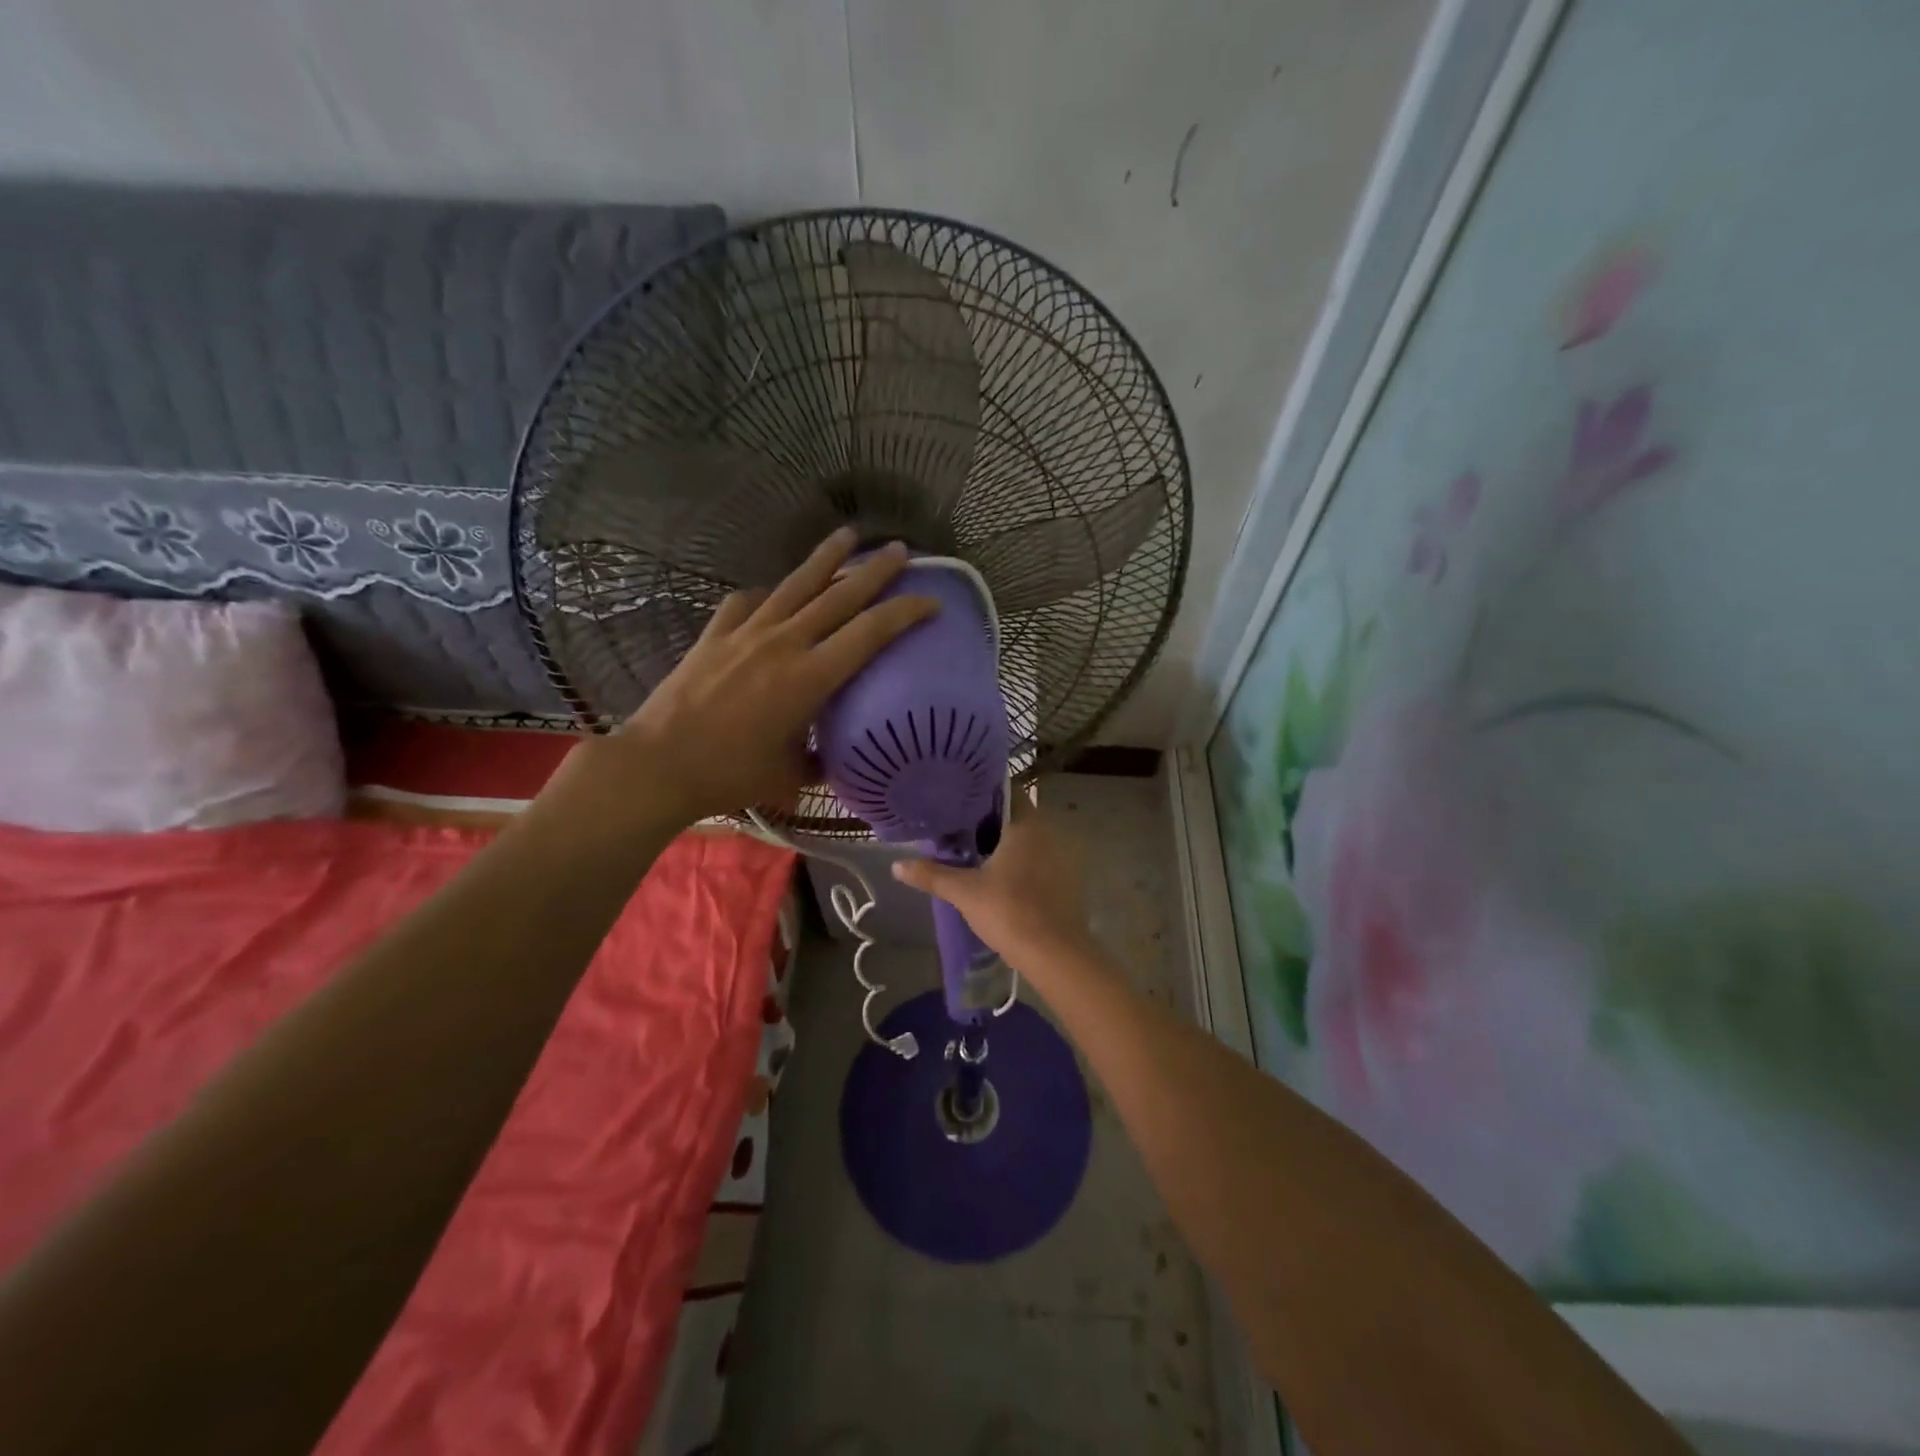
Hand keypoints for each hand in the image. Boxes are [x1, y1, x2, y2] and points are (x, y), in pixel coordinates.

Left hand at [546, 530, 937, 832]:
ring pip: (795, 585)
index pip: (870, 633)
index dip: (905, 613)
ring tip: (848, 535)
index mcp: (811, 678)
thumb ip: (817, 761)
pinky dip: (766, 595)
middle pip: (839, 596)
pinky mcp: (715, 634)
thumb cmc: (730, 773)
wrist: (659, 764)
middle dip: (875, 571)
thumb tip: (831, 758)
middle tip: (900, 550)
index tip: (930, 601)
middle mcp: (784, 643)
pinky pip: (747, 602)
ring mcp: (747, 633)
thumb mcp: (789, 775)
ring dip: (826, 559)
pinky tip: (770, 593)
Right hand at [891, 804, 1095, 974]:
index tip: (958, 801)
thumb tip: (896, 865)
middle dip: (989, 823)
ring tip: (974, 854)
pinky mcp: (1067, 881)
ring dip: (1005, 845)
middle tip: (958, 830)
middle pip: (1016, 816)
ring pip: (1029, 841)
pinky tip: (1000, 880)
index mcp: (1027, 824)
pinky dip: (1021, 864)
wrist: (1056, 954)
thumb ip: (931, 874)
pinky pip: (1040, 861)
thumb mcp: (964, 892)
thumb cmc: (1009, 911)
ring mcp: (1062, 858)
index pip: (1006, 792)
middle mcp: (1049, 833)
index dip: (982, 794)